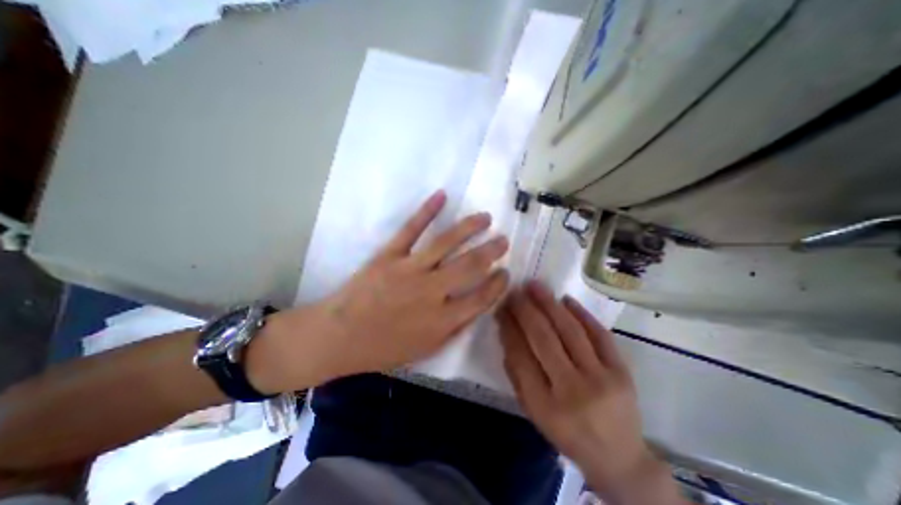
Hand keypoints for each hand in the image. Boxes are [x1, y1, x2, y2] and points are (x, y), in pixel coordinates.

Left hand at [249, 191, 508, 391]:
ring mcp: (409, 270)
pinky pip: (411, 229)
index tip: (506, 273)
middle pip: (470, 266)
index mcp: (441, 320)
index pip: (482, 297)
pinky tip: (441, 195)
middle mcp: (431, 291)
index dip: (498, 284)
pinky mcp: (389, 255)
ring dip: (470, 227)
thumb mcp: (426, 349)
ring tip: (485, 218)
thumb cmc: (384, 348)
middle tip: (503, 241)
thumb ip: (454, 328)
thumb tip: (478, 307)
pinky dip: (427, 210)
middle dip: (492, 251)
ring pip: (447, 242)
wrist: (339, 337)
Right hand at [499, 283, 683, 502]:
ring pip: (570, 331)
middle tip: (515, 291)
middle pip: (544, 339)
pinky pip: (599, 335)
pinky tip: (565, 300)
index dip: (509, 327)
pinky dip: (581, 314)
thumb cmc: (567, 433)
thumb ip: (517, 374)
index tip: (501, 308)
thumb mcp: (534, 412)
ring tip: (535, 286)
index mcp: (545, 406)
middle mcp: (573, 390)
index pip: (520, 356)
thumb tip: (507, 333)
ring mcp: (601, 379)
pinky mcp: (622, 371)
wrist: (619, 458)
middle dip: (526, 310)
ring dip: (549, 304)